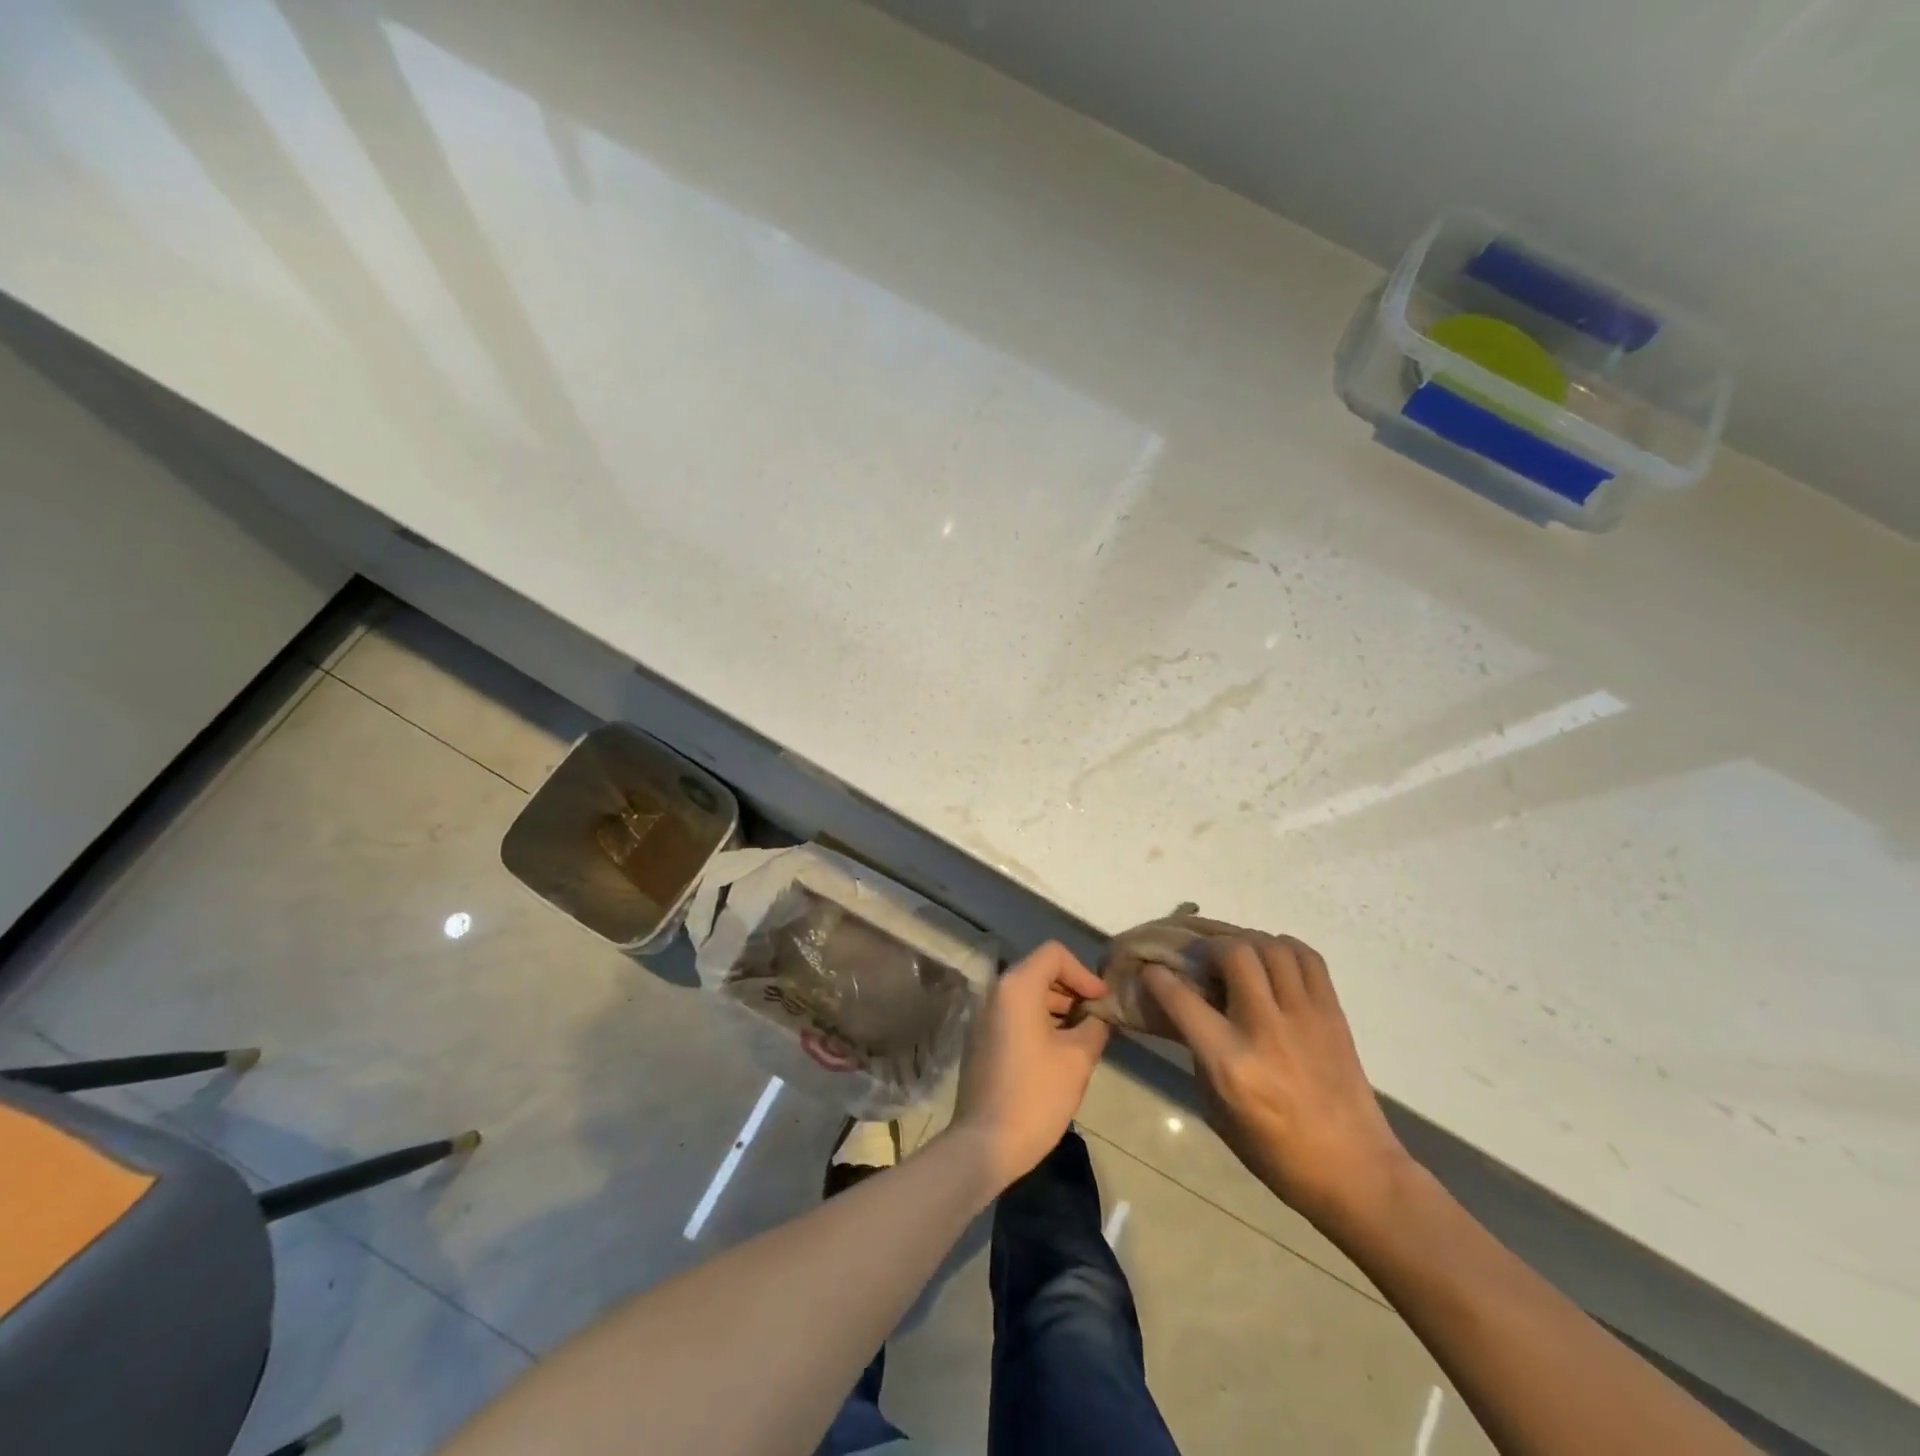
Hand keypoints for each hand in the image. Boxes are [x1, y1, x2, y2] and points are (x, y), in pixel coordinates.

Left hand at [950, 942, 1109, 1190]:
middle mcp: (995, 992)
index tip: (1101, 1001)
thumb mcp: (1077, 1059)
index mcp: (1016, 987)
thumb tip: (1100, 1015)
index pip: (1054, 954)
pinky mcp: (980, 1037)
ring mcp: (983, 1015)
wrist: (985, 1144)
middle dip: (1071, 990)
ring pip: (1026, 994)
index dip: (1083, 973)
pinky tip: (1058, 1050)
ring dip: (1056, 1007)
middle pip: (1039, 971)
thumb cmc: (1036, 1096)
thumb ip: (1095, 1027)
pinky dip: (1038, 1020)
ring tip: (1083, 1035)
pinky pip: (1013, 1014)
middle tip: (1097, 1018)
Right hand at [1145, 935, 1408, 1229]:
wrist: (1356, 1172)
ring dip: (1247, 942)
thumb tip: (1185, 1013)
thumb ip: (1199, 1053)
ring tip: (1238, 956)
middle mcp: (1265, 1029)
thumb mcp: (1217, 1109)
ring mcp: (1305, 1017)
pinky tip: (1274, 960)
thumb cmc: (1275, 1153)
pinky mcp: (1333, 1014)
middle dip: (1210, 946)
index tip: (1152, 970)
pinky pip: (1308, 958)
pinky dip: (1285, 947)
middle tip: (1203, 959)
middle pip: (1234, 953)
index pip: (1182, 998)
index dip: (1158, 977)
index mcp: (1230, 1062)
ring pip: (1272, 947)